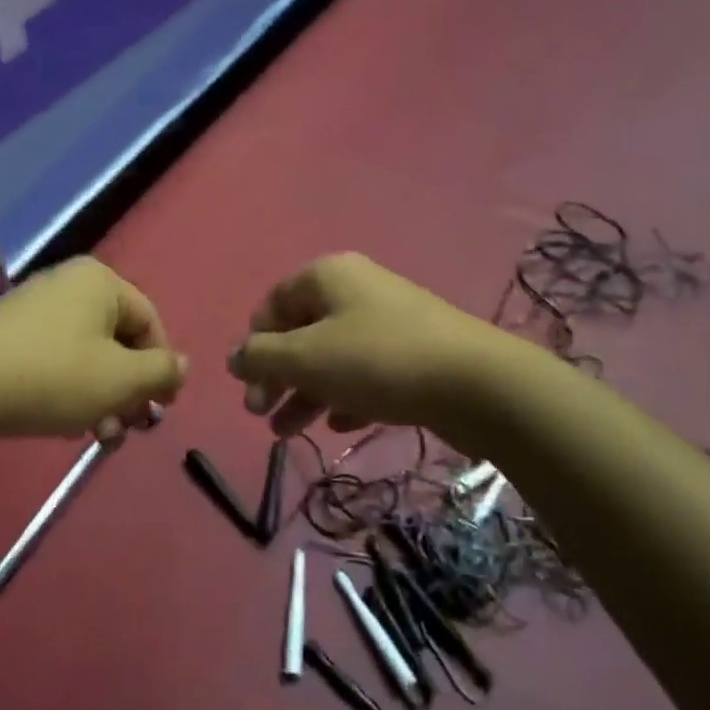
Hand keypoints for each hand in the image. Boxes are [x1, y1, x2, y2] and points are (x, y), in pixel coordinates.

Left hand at [0, 257, 186, 444]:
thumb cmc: (51, 376)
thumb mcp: (120, 379)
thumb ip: (161, 372)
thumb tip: (181, 366)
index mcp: (100, 282)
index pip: (150, 322)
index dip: (162, 367)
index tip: (162, 408)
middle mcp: (69, 286)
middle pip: (118, 341)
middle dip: (129, 390)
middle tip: (130, 429)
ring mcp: (35, 309)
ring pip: (88, 356)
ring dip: (103, 399)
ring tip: (100, 437)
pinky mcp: (9, 336)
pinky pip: (57, 360)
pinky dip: (72, 392)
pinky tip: (68, 425)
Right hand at [228, 253, 499, 436]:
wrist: (477, 384)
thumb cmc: (378, 361)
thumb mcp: (306, 358)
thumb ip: (260, 357)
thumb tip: (233, 357)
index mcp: (327, 276)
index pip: (272, 305)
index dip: (254, 345)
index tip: (248, 386)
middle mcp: (356, 290)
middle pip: (300, 333)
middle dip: (277, 377)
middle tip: (262, 415)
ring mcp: (388, 321)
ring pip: (331, 357)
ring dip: (305, 394)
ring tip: (288, 433)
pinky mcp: (413, 353)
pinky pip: (365, 373)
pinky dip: (346, 397)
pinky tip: (342, 426)